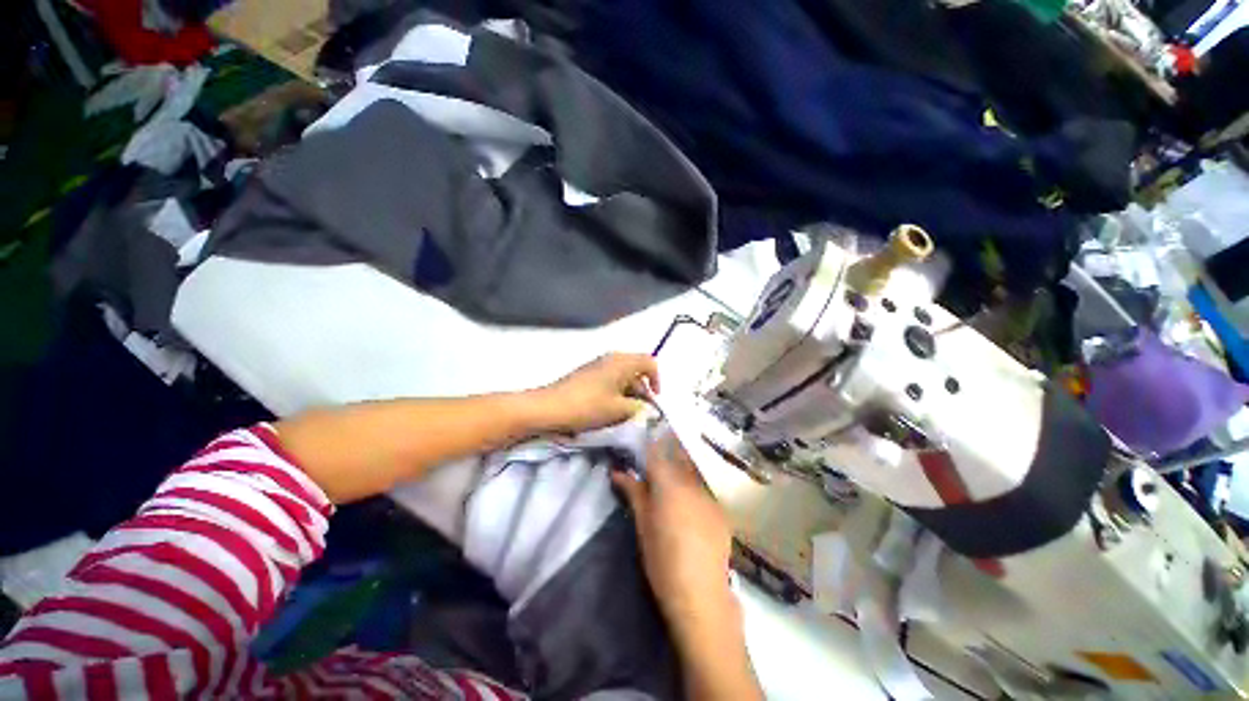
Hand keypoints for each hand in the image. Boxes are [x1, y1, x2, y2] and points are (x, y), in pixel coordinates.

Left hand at [533, 353, 660, 434]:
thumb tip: (648, 409)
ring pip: (623, 376)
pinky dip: (616, 392)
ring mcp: (598, 365)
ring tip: (625, 414)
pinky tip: (610, 409)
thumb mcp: (619, 409)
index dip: (657, 380)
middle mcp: (612, 358)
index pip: (649, 362)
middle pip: (636, 369)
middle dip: (642, 390)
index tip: (653, 400)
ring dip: (629, 393)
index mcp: (622, 362)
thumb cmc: (588, 406)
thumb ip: (639, 408)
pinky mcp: (587, 374)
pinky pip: (610, 379)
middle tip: (640, 412)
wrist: (549, 407)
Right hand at [612, 431, 734, 627]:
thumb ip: (633, 492)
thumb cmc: (662, 559)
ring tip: (673, 466)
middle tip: (658, 443)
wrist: (700, 593)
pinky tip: (690, 495)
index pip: (657, 452)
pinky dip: (694, 483)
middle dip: (668, 446)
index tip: (644, 433)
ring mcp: (709, 495)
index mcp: (668, 484)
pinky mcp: (720, 509)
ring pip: (693, 469)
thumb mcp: (642, 524)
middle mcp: (691, 483)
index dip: (650, 441)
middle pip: (679, 455)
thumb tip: (617, 472)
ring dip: (682, 463)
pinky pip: (704, 487)